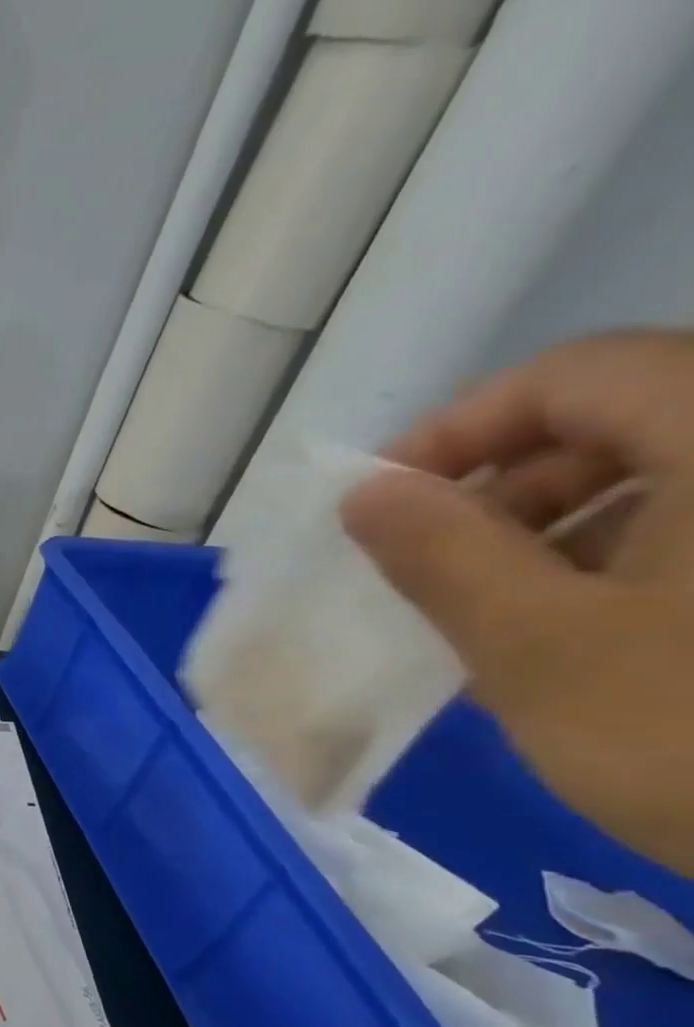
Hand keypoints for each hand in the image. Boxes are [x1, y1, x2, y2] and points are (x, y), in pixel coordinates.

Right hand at [341, 329, 693, 874]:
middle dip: (505, 487)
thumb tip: (366, 493)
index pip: (574, 375)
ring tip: (503, 614)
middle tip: (436, 566)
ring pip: (669, 473)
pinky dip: (628, 560)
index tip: (385, 503)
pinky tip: (588, 633)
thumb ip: (442, 555)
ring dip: (559, 529)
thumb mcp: (535, 646)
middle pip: (625, 415)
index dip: (460, 427)